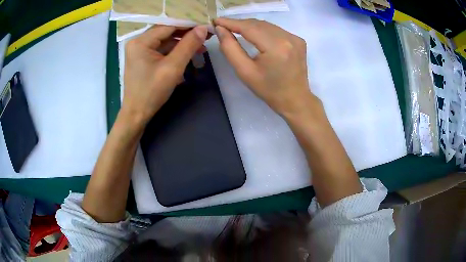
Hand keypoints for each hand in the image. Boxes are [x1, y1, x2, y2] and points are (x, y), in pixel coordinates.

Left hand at [121, 25, 207, 125]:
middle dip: (187, 34)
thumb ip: (188, 45)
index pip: (169, 25)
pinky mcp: (143, 58)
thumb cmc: (152, 92)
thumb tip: (203, 28)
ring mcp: (139, 50)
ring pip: (165, 40)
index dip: (189, 25)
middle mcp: (138, 41)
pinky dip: (175, 51)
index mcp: (141, 41)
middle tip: (207, 36)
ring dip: (182, 44)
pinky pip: (161, 49)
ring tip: (201, 48)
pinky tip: (188, 55)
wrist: (137, 114)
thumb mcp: (173, 67)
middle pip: (167, 31)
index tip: (207, 26)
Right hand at [215, 18, 318, 115]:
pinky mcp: (298, 40)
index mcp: (275, 47)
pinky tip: (254, 35)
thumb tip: (220, 29)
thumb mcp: (245, 72)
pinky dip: (262, 30)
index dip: (231, 22)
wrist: (295, 99)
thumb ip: (230, 48)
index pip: (249, 27)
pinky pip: (275, 30)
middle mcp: (288, 38)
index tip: (216, 20)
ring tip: (235, 29)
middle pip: (258, 24)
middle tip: (223, 26)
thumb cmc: (268, 90)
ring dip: (250, 26)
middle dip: (239, 23)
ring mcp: (295, 38)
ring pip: (267, 25)